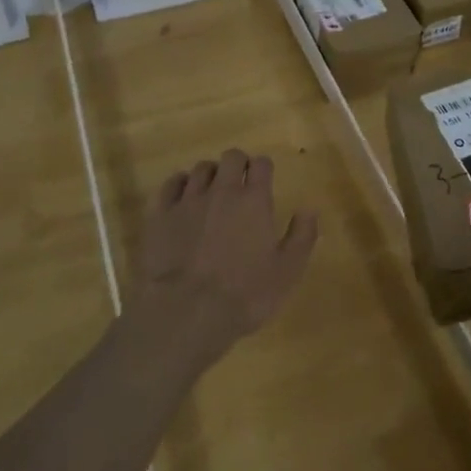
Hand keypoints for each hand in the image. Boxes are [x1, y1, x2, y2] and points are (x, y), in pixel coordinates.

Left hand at [134, 149, 317, 363]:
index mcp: (254, 201)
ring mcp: (188, 200)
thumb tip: (310, 209)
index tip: (265, 180)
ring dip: (210, 174)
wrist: (186, 312)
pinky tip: (182, 196)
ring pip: (201, 168)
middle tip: (240, 182)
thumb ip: (302, 236)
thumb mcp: (287, 272)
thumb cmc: (244, 294)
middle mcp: (222, 191)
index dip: (264, 168)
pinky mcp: (160, 215)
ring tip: (212, 190)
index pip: (262, 164)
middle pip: (231, 157)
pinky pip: (170, 185)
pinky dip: (179, 184)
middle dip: (238, 164)